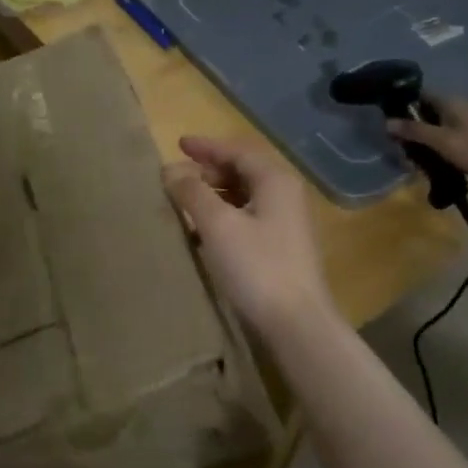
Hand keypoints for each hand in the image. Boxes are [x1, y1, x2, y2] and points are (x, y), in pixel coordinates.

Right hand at [162, 135, 334, 337]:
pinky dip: (225, 215)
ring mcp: (288, 223)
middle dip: (210, 171)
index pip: (237, 151)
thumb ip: (192, 193)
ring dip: (216, 194)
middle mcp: (286, 195)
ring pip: (246, 196)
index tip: (178, 144)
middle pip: (244, 171)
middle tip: (178, 177)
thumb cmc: (257, 266)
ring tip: (186, 201)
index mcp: (275, 181)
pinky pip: (249, 218)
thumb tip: (171, 170)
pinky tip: (204, 232)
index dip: (206, 147)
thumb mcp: (217, 225)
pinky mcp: (283, 247)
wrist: (297, 323)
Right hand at [387, 96, 467, 177]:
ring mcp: (462, 123)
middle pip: (423, 112)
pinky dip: (431, 146)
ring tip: (409, 156)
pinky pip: (441, 137)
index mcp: (449, 102)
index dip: (401, 103)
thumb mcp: (441, 140)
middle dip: (408, 127)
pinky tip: (424, 159)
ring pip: (431, 126)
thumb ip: (414, 131)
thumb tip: (386, 122)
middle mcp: (455, 107)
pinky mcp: (466, 137)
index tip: (386, 117)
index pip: (418, 94)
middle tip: (396, 143)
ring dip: (419, 139)